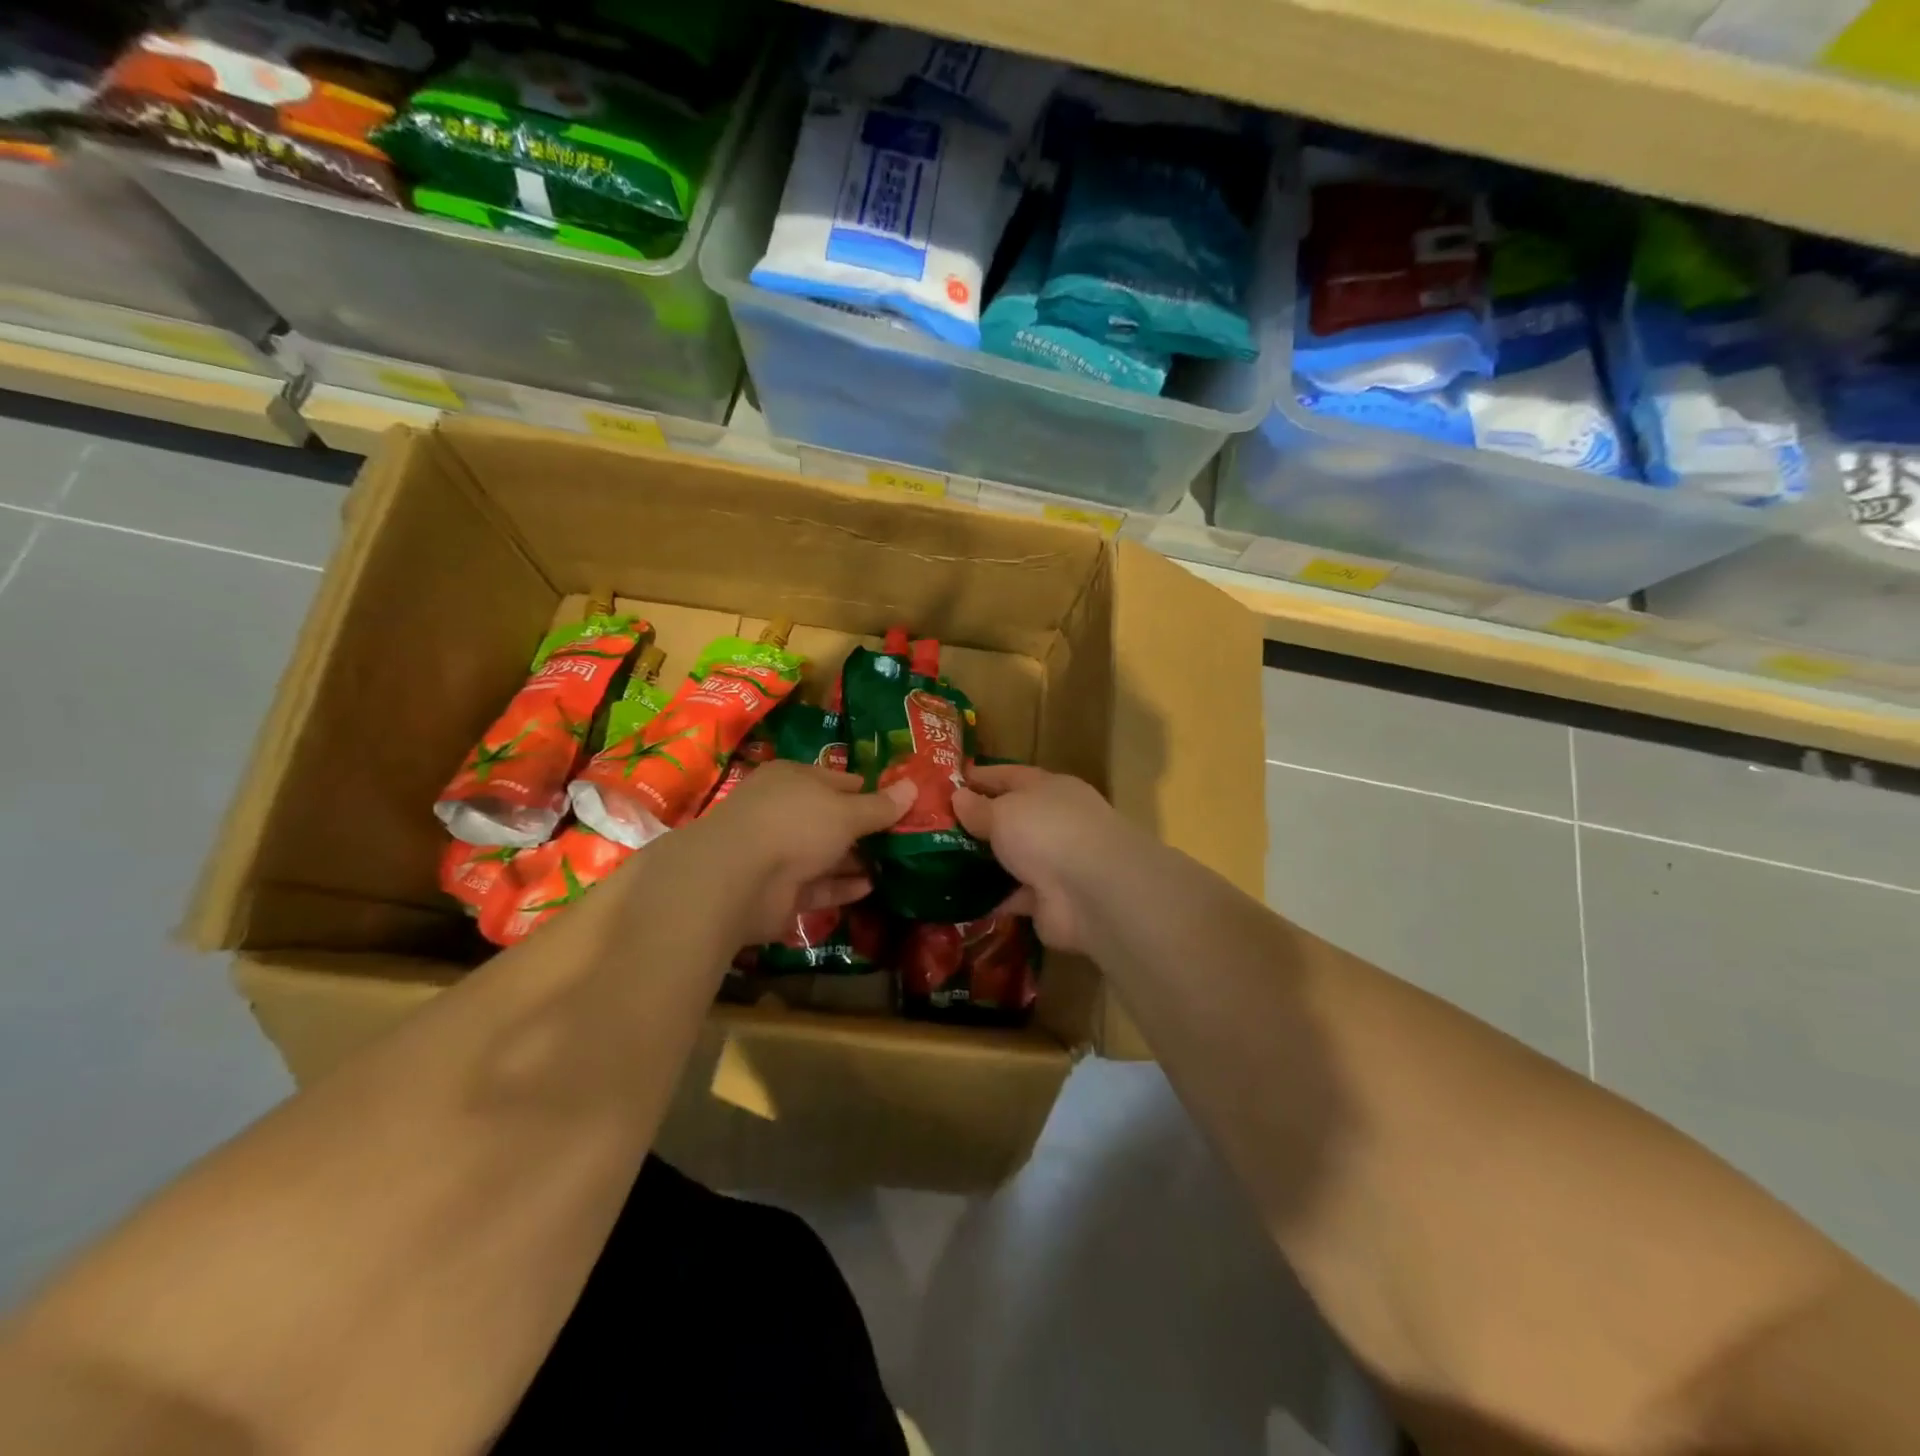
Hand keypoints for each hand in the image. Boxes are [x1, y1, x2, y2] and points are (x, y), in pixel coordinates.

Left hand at [688, 761, 914, 943]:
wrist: (736, 878)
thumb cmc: (795, 824)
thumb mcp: (847, 811)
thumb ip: (880, 806)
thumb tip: (913, 786)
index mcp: (793, 779)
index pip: (836, 779)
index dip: (866, 789)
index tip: (897, 802)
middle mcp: (783, 812)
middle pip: (830, 818)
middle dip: (863, 828)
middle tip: (904, 837)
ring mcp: (778, 853)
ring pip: (824, 854)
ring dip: (855, 860)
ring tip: (895, 865)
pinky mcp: (777, 891)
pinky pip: (816, 886)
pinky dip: (841, 887)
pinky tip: (870, 888)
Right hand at [952, 765, 1125, 951]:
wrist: (1091, 891)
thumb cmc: (1046, 831)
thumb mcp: (1004, 811)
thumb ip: (979, 808)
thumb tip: (958, 797)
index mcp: (1049, 788)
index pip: (1010, 775)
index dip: (981, 777)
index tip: (950, 781)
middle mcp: (1054, 821)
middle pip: (1011, 817)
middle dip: (979, 822)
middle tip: (936, 825)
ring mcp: (1054, 862)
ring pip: (1013, 858)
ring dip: (985, 862)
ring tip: (942, 863)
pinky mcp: (1049, 900)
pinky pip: (1013, 895)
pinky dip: (993, 897)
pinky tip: (961, 898)